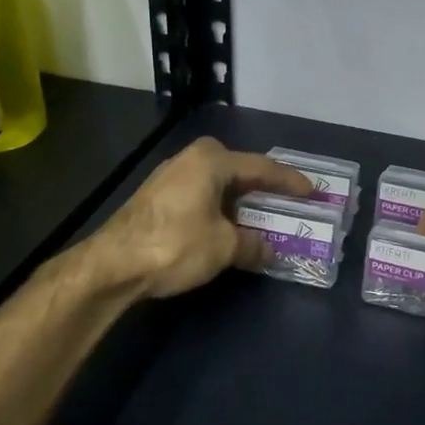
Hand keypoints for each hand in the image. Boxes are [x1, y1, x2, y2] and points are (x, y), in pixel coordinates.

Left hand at [91, 136, 313, 299]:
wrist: (112, 264)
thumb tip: (269, 250)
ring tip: (261, 218)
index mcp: (211, 161)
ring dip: (240, 202)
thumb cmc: (175, 244)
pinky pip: (201, 197)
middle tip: (287, 201)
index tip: (312, 191)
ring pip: (217, 185)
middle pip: (238, 171)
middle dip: (263, 188)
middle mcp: (190, 160)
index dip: (289, 181)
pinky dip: (220, 210)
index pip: (262, 167)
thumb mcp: (223, 246)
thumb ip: (252, 244)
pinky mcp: (156, 199)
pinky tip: (228, 228)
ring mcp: (170, 178)